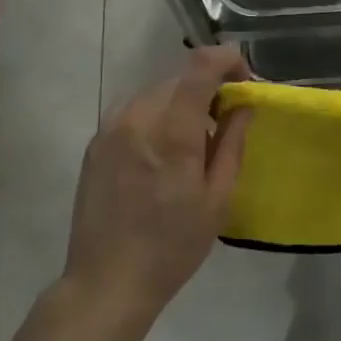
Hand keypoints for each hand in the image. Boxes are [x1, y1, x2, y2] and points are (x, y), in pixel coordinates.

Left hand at [63, 46, 251, 321]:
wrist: (107, 281)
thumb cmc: (172, 246)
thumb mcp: (217, 199)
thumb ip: (231, 143)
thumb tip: (243, 106)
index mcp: (171, 132)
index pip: (199, 67)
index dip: (227, 59)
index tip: (244, 78)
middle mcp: (136, 117)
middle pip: (178, 78)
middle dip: (207, 87)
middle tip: (225, 119)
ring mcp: (110, 128)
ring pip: (155, 93)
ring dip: (180, 103)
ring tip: (192, 141)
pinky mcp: (95, 142)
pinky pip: (134, 111)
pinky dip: (156, 117)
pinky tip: (162, 153)